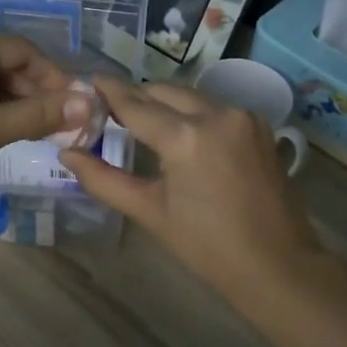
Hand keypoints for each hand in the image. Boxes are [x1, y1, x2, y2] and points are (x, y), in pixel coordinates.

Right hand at [61, 78, 328, 305]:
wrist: (278, 265)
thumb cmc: (208, 247)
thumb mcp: (150, 212)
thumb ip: (104, 179)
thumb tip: (68, 154)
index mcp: (185, 137)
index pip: (135, 104)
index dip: (109, 91)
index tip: (89, 81)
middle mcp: (216, 113)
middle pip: (163, 92)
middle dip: (136, 97)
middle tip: (110, 109)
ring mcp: (242, 116)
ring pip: (190, 96)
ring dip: (165, 103)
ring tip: (142, 121)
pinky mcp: (258, 124)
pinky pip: (215, 107)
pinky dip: (193, 113)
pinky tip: (181, 132)